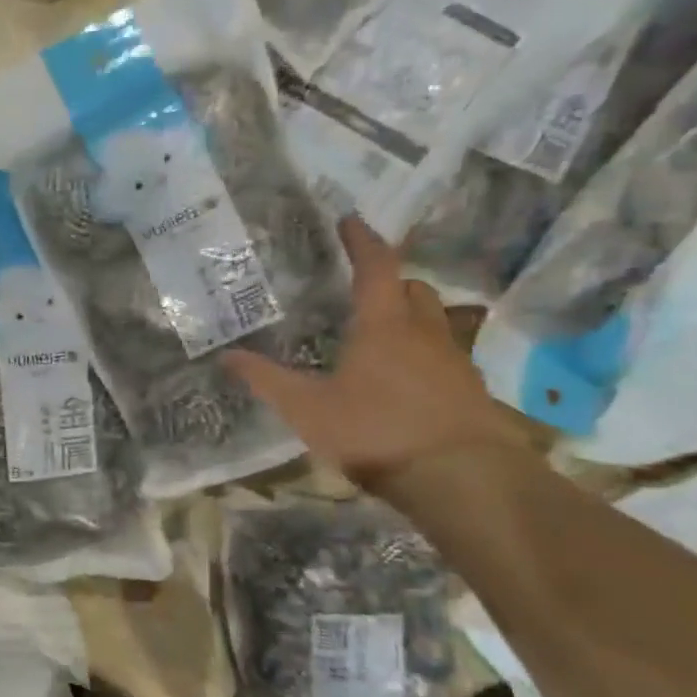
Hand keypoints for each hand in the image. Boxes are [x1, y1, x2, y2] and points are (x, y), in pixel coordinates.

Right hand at [223, 217, 533, 490]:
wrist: (461, 477)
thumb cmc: (375, 430)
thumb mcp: (306, 408)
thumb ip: (266, 379)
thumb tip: (226, 356)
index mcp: (383, 325)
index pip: (376, 267)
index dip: (362, 241)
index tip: (349, 220)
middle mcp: (424, 332)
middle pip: (413, 289)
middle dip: (390, 281)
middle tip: (363, 288)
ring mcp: (454, 360)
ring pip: (435, 320)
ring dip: (411, 316)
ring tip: (382, 333)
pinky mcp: (470, 390)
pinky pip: (446, 355)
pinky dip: (424, 352)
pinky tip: (405, 378)